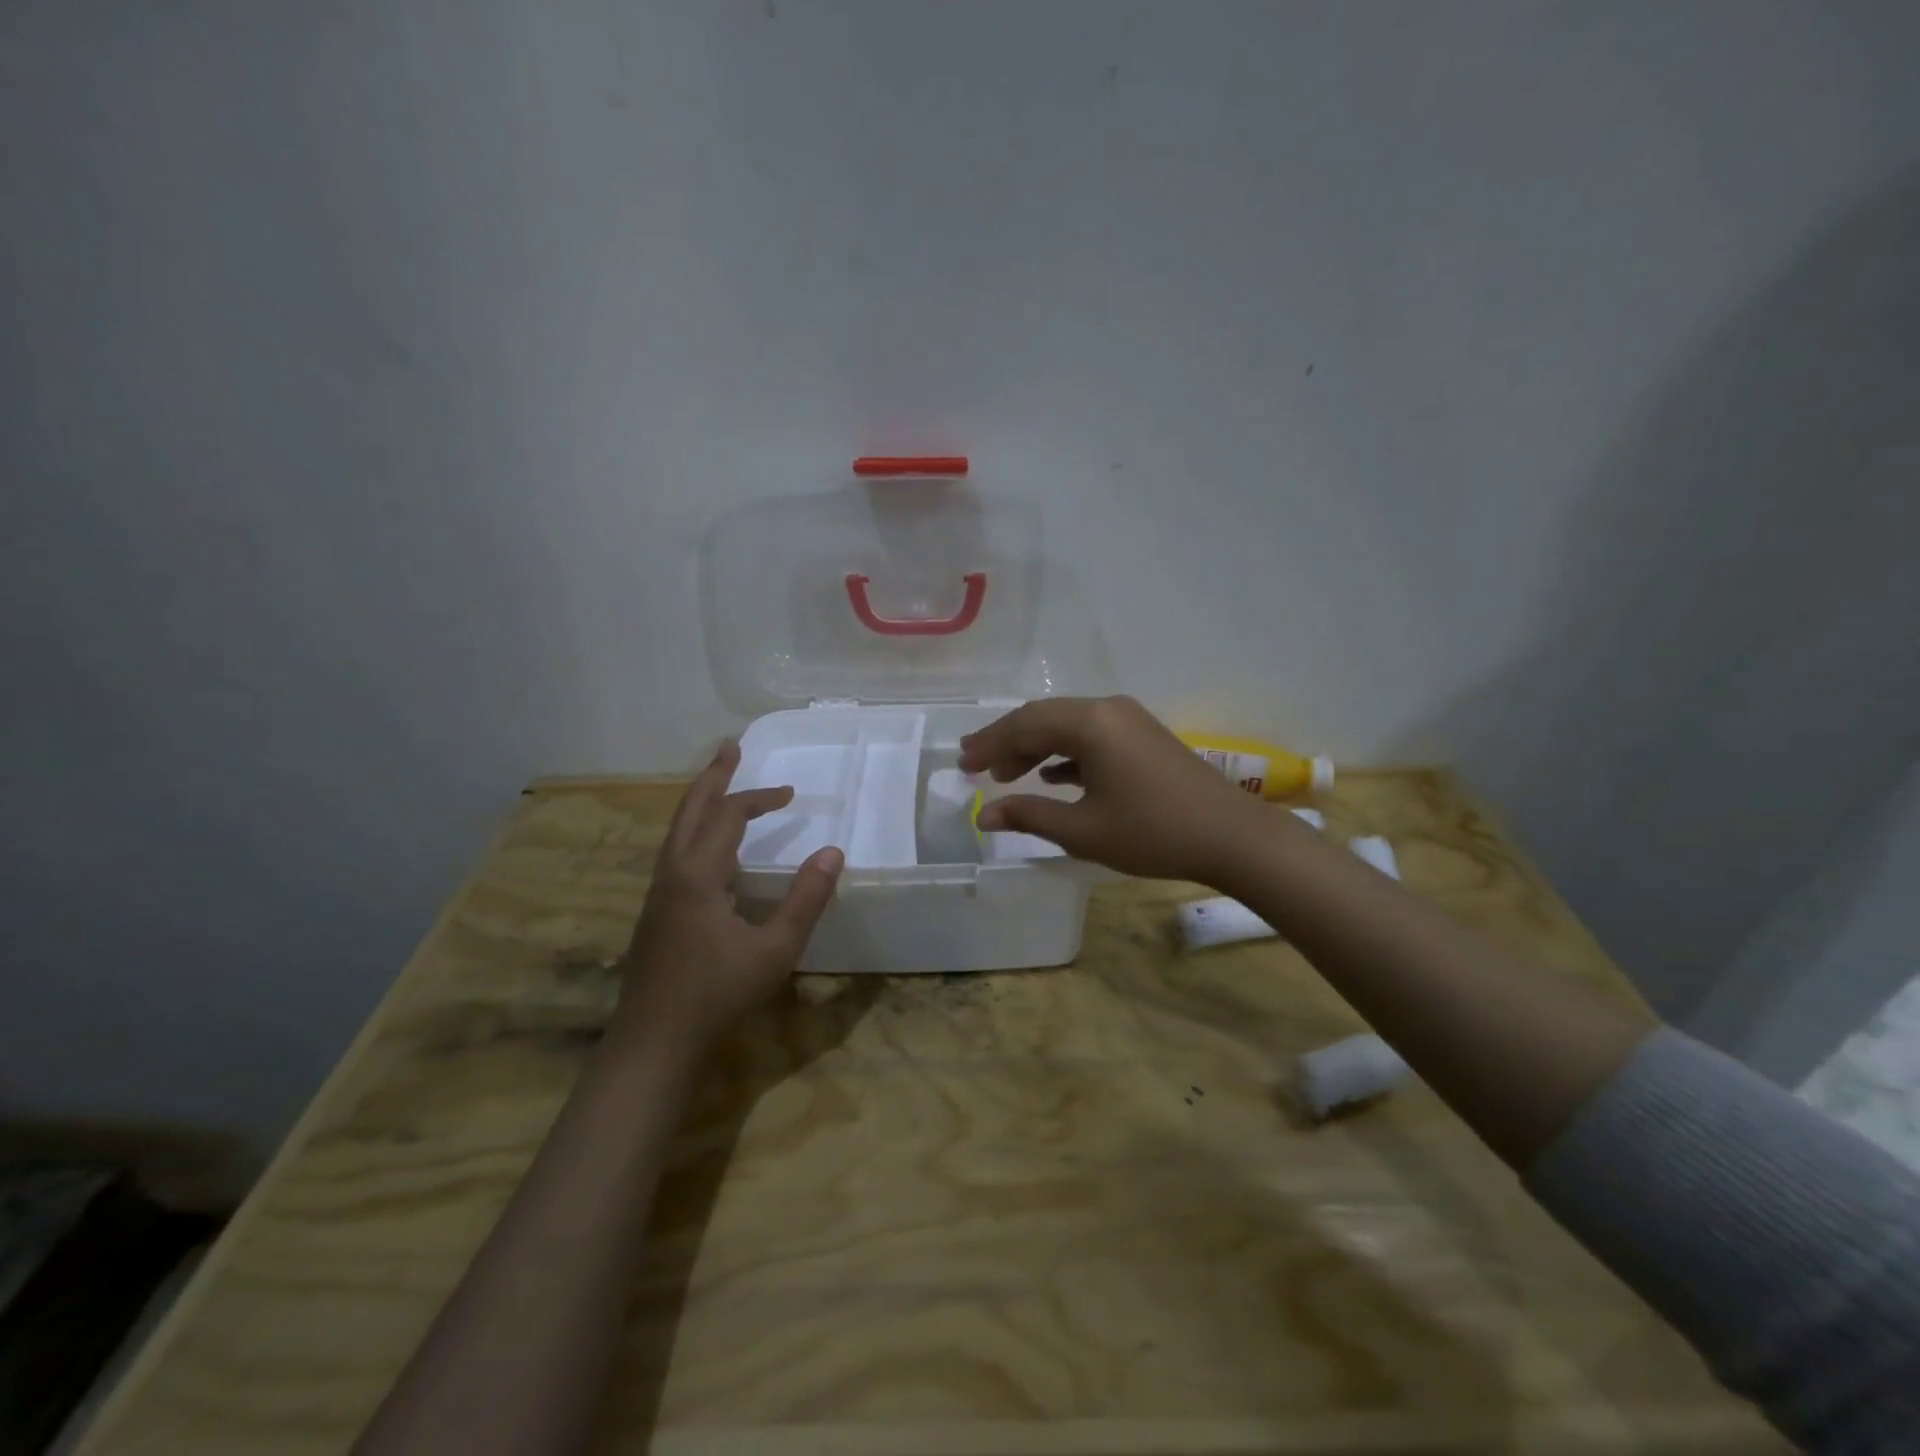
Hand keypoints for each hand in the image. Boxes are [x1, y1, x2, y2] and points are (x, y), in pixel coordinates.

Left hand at [615, 740, 843, 1048]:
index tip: (791, 794)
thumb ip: (806, 900)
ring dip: (700, 802)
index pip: (729, 816)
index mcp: (698, 874)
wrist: (653, 1041)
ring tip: (720, 785)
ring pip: (677, 831)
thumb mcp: (775, 949)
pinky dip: (695, 830)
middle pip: (690, 810)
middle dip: (713, 776)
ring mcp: (657, 893)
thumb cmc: (716, 993)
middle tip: (730, 747)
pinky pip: (675, 852)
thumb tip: (833, 853)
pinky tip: (710, 849)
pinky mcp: (654, 912)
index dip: (760, 798)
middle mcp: (671, 873)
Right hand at [959, 695, 1277, 884]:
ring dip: (1035, 747)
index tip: (962, 764)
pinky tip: (1053, 775)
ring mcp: (1129, 720)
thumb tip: (985, 815)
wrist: (1231, 836)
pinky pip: (1091, 735)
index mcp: (1090, 723)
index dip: (989, 745)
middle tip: (975, 764)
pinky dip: (1065, 752)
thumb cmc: (1152, 832)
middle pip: (1043, 718)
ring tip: (1008, 775)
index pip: (1024, 725)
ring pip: (1068, 726)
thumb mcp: (1083, 830)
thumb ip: (1030, 816)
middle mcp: (1107, 709)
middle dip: (1007, 742)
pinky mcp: (1143, 736)